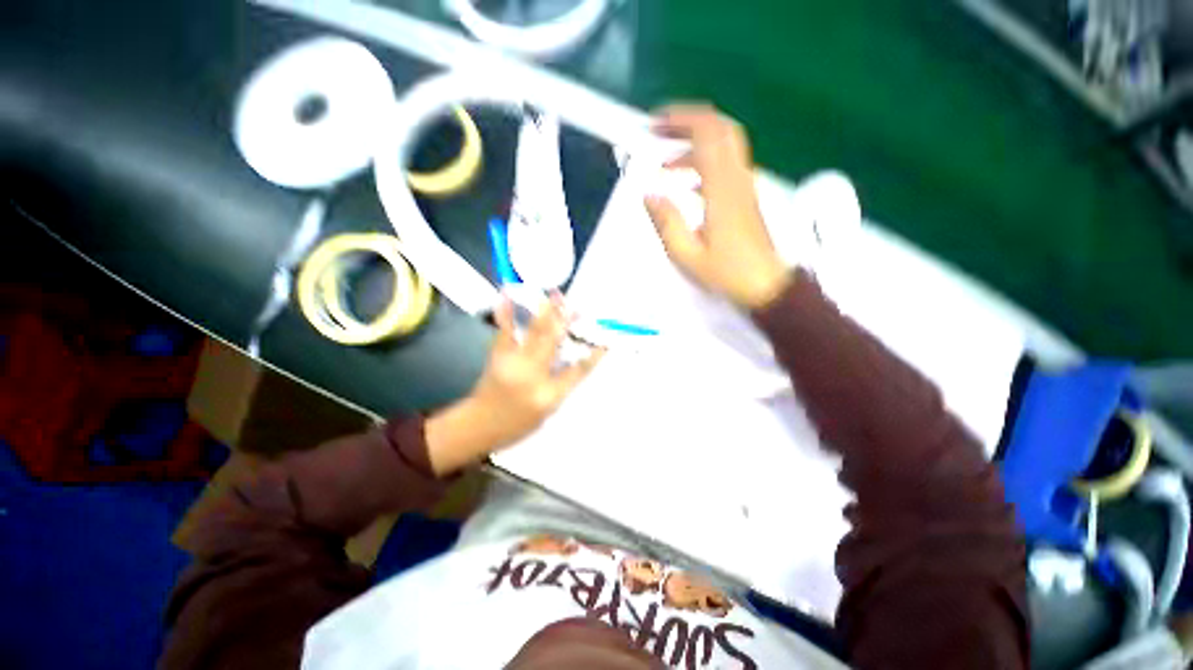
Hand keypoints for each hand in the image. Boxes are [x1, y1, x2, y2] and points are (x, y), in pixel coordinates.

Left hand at [424, 294, 603, 474]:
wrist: (478, 424)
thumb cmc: (517, 423)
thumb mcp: (546, 411)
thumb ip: (562, 385)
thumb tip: (575, 358)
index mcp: (547, 394)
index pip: (576, 372)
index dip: (592, 356)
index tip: (605, 343)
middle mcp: (532, 375)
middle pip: (554, 343)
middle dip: (566, 322)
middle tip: (576, 306)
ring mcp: (512, 362)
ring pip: (534, 333)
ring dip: (546, 312)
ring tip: (555, 295)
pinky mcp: (497, 355)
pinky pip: (505, 331)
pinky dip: (507, 312)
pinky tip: (507, 295)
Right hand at [645, 104, 791, 309]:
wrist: (766, 286)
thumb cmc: (727, 273)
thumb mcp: (687, 255)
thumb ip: (667, 223)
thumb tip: (649, 195)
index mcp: (721, 189)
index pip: (707, 133)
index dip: (680, 118)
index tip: (654, 124)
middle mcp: (736, 179)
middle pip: (720, 128)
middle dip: (687, 122)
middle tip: (659, 132)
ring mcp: (744, 186)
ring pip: (724, 145)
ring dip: (694, 144)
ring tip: (666, 164)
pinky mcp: (745, 197)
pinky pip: (726, 165)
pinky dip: (704, 162)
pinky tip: (687, 184)